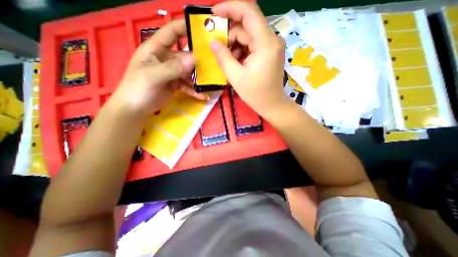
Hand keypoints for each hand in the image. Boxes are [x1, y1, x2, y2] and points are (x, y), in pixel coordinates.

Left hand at [111, 19, 207, 118]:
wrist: (135, 109)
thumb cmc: (138, 89)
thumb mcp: (153, 76)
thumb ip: (173, 68)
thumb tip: (194, 59)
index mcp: (156, 49)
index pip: (172, 32)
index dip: (185, 27)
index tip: (203, 29)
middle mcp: (166, 58)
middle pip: (186, 55)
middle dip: (199, 60)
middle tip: (214, 64)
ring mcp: (172, 73)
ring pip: (189, 72)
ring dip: (199, 77)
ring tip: (211, 82)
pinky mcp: (176, 85)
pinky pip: (188, 86)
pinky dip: (195, 91)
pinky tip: (203, 96)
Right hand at [210, 1, 284, 115]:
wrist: (272, 105)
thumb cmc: (256, 94)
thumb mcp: (236, 77)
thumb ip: (223, 58)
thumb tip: (212, 42)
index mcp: (266, 44)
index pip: (249, 13)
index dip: (230, 8)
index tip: (214, 13)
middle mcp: (272, 40)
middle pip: (247, 27)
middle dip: (230, 36)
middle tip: (218, 50)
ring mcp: (272, 46)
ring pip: (248, 36)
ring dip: (235, 46)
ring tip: (228, 62)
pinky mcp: (269, 52)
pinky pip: (252, 45)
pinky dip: (242, 51)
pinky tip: (237, 63)